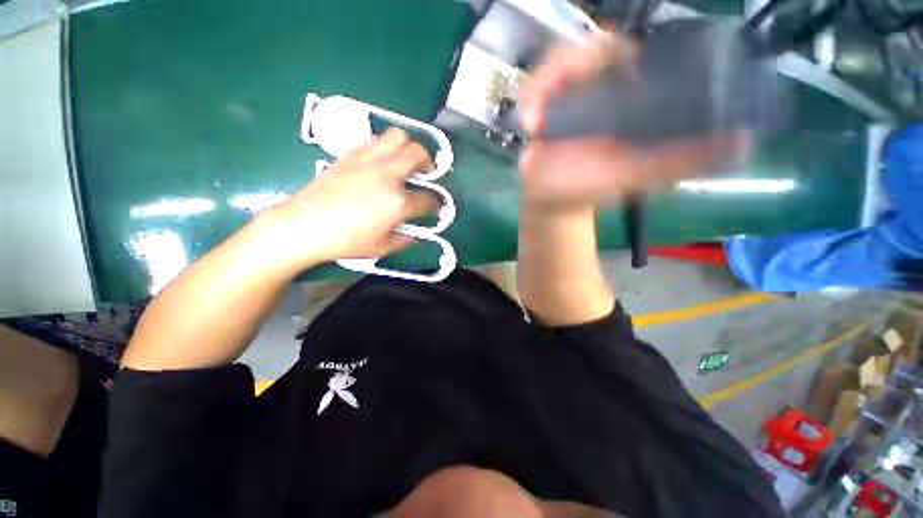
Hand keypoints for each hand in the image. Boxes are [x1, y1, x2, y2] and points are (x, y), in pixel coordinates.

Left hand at [258, 128, 437, 267]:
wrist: (303, 226)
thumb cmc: (346, 242)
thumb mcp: (382, 248)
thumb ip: (405, 240)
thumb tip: (416, 235)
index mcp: (398, 202)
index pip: (428, 199)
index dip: (435, 205)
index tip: (433, 208)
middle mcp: (388, 175)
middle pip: (418, 154)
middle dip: (429, 163)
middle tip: (426, 174)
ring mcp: (368, 161)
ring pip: (398, 136)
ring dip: (408, 147)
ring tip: (405, 161)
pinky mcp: (350, 155)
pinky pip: (375, 140)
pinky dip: (386, 146)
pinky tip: (382, 161)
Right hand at [518, 32, 746, 204]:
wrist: (555, 199)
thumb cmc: (592, 188)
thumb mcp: (638, 174)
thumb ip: (678, 161)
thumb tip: (740, 144)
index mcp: (626, 98)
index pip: (632, 55)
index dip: (625, 50)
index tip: (619, 66)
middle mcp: (597, 90)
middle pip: (589, 49)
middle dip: (573, 61)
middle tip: (565, 82)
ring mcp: (565, 98)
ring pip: (556, 64)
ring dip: (544, 83)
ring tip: (536, 121)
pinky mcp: (540, 109)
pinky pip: (532, 90)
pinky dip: (529, 102)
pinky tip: (529, 127)